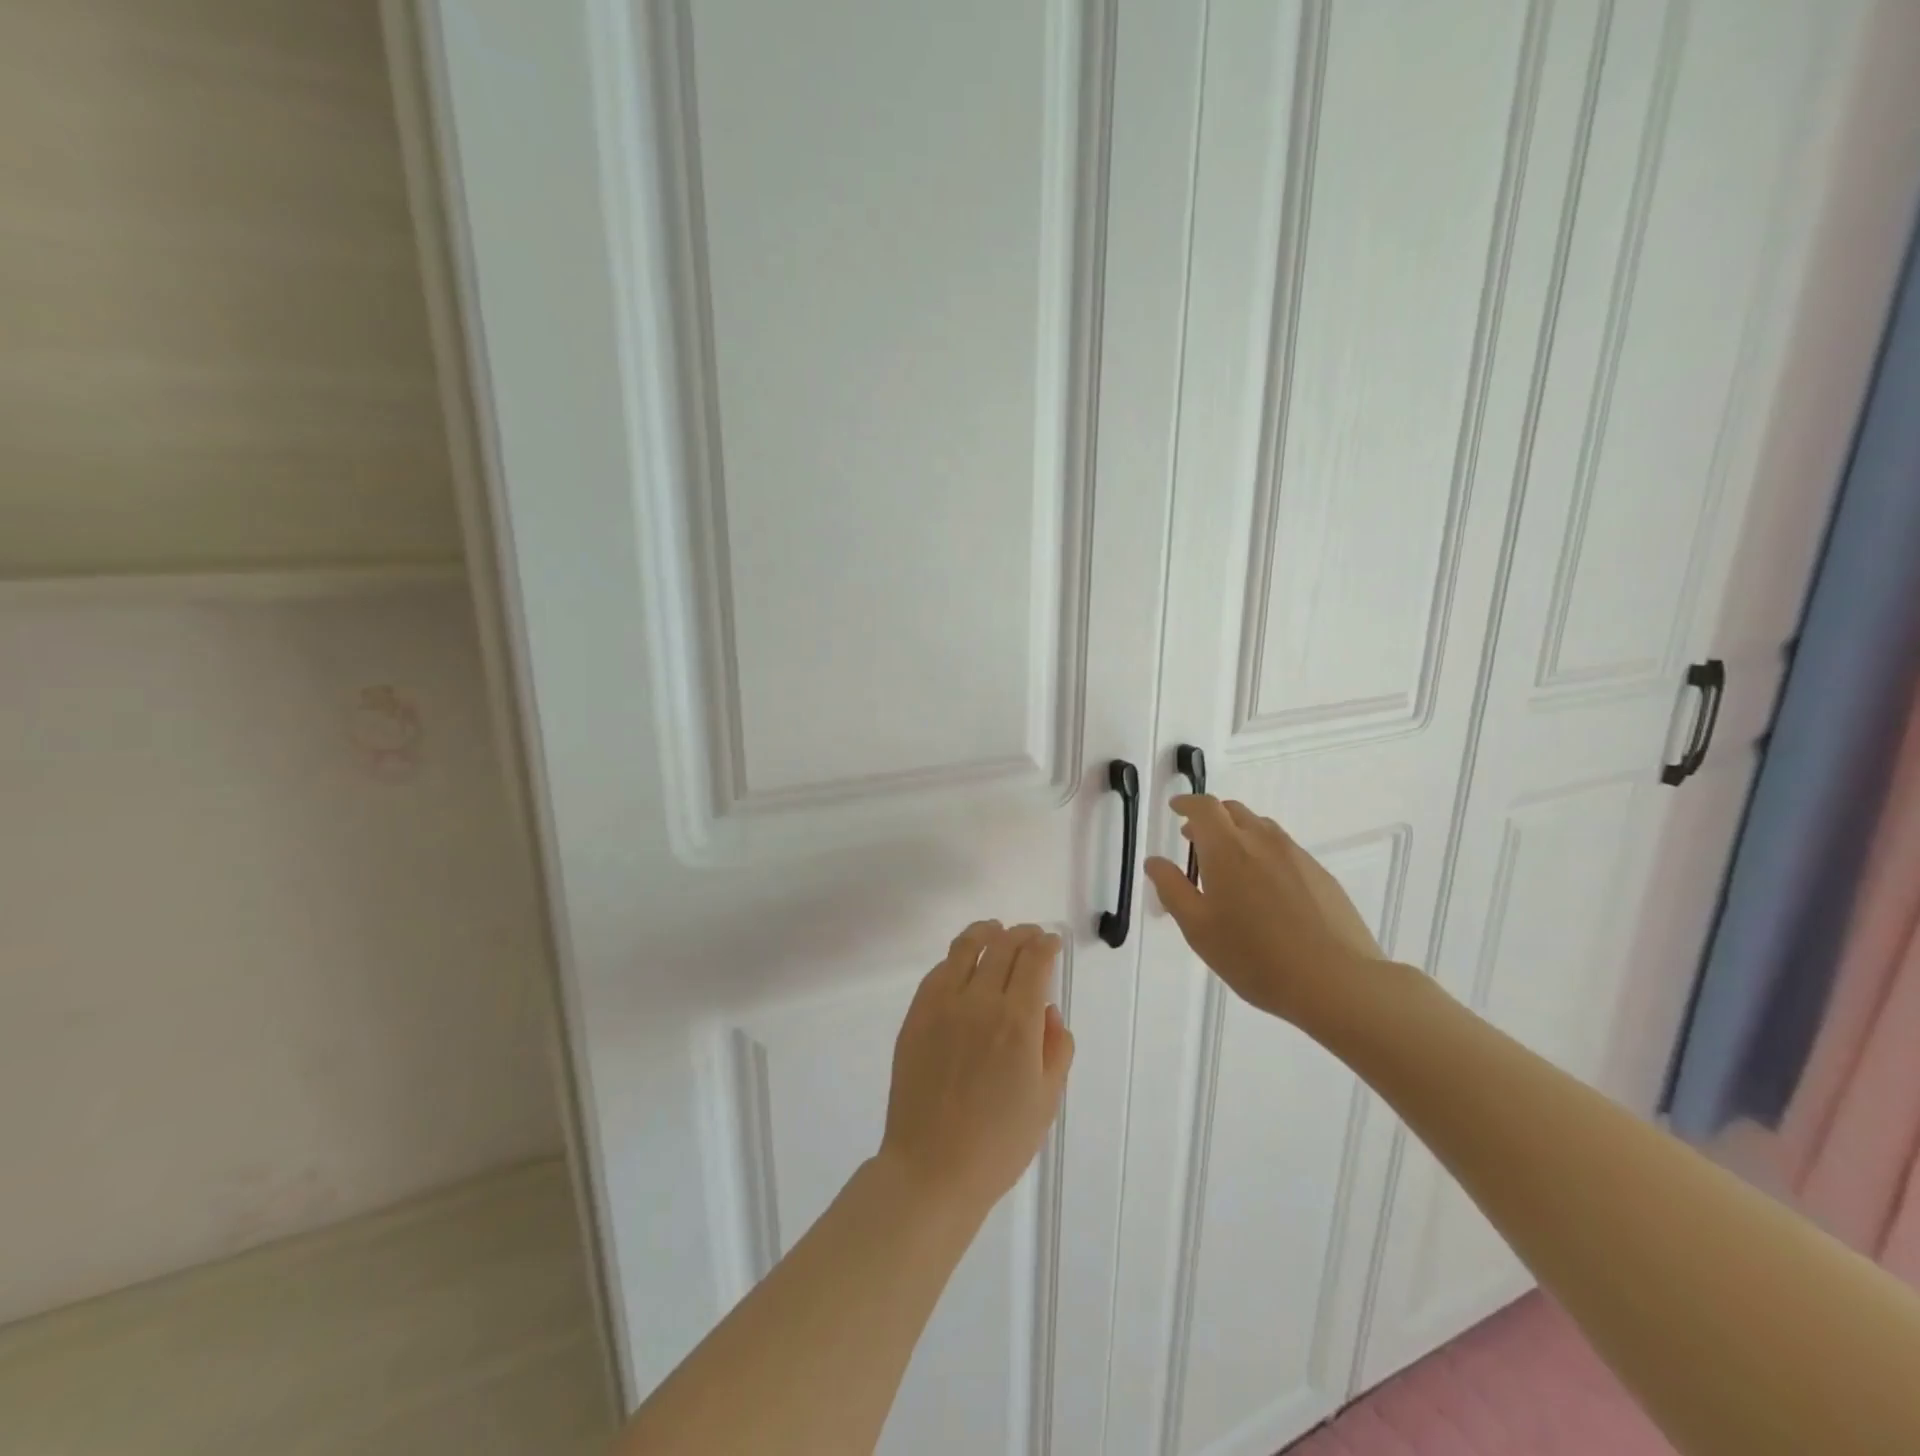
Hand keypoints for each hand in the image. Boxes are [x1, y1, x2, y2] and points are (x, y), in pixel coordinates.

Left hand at [878, 921, 1074, 1218]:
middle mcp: (979, 1002)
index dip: (1045, 944)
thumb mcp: (1046, 1100)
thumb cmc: (999, 1143)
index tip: (1051, 942)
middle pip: (1002, 946)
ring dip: (985, 932)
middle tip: (1030, 935)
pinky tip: (963, 964)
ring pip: (965, 948)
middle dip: (1021, 934)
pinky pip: (937, 971)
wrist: (932, 1168)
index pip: (1034, 960)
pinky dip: (956, 958)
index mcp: (1017, 1022)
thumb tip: (1047, 1010)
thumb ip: (1055, 1047)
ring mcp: (942, 1005)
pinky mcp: (916, 1015)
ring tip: (994, 930)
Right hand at [1144, 795, 1385, 1023]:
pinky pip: (1285, 850)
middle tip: (1195, 839)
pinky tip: (1265, 890)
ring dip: (1239, 833)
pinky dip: (1264, 853)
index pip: (1204, 808)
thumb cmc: (1255, 956)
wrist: (1337, 982)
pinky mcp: (1321, 876)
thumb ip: (1172, 889)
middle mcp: (1262, 841)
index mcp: (1227, 849)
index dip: (1187, 803)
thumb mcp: (1198, 928)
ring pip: (1262, 828)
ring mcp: (1297, 856)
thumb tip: (1155, 861)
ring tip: (1229, 864)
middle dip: (1211, 818)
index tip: (1175, 808)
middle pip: (1234, 811)